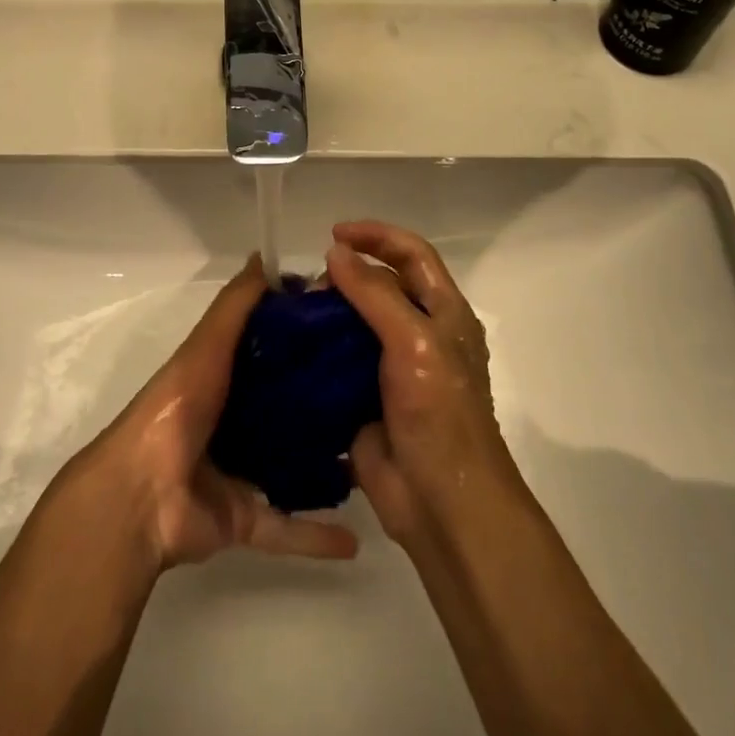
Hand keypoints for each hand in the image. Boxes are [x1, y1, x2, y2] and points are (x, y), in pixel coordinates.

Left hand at [79, 255, 358, 569]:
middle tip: (379, 395)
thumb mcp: (207, 346)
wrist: (141, 496)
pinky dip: (315, 535)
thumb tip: (264, 256)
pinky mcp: (243, 519)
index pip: (273, 352)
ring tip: (375, 459)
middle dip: (326, 402)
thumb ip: (236, 304)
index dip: (308, 340)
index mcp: (224, 378)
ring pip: (292, 466)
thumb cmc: (178, 409)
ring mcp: (238, 473)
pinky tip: (356, 539)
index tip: (353, 331)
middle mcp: (233, 421)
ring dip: (327, 466)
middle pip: (288, 407)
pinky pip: (286, 527)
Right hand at [326, 222, 524, 545]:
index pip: (412, 254)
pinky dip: (317, 350)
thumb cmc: (439, 412)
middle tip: (310, 283)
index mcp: (444, 313)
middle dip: (347, 275)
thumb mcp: (413, 341)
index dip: (377, 236)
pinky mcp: (366, 397)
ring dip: (328, 313)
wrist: (439, 502)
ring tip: (294, 312)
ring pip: (356, 323)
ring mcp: (392, 367)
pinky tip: (289, 346)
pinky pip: (338, 362)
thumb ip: (374, 293)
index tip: (334, 233)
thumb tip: (336, 252)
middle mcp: (420, 333)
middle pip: (382, 285)